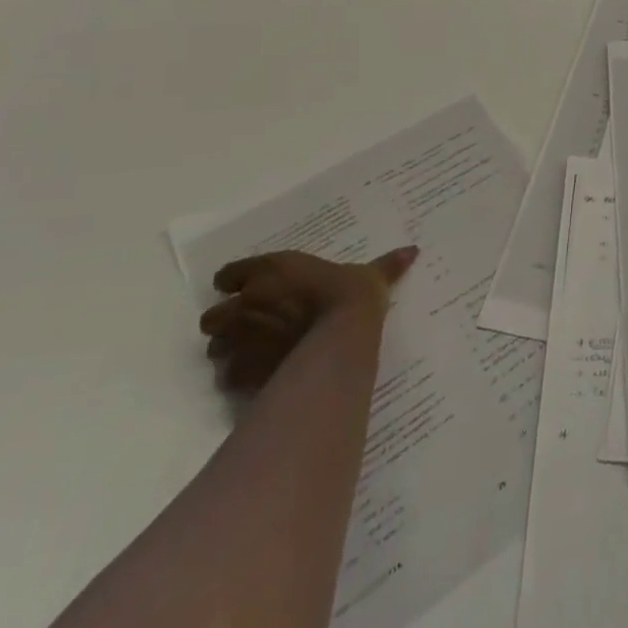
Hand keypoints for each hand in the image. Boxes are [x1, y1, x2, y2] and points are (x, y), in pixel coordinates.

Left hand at [200, 247, 416, 391]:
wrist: (338, 340)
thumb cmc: (350, 297)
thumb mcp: (370, 276)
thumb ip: (386, 265)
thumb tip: (413, 250)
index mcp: (270, 271)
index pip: (230, 274)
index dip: (238, 282)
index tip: (252, 287)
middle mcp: (245, 303)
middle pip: (213, 315)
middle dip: (227, 321)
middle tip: (252, 324)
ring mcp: (239, 340)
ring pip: (214, 348)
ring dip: (228, 349)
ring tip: (252, 353)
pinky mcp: (241, 373)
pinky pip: (227, 376)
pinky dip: (237, 376)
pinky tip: (257, 376)